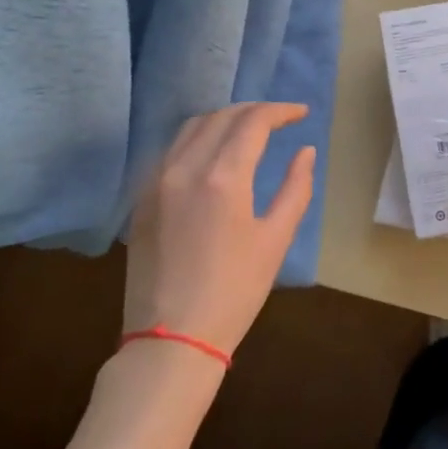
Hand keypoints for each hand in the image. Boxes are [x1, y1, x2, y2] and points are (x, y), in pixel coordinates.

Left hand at [123, 103, 314, 354]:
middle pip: (220, 117)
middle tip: (279, 118)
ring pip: (190, 128)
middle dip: (253, 110)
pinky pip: (171, 150)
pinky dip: (198, 139)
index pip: (252, 122)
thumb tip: (305, 151)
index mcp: (223, 177)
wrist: (171, 338)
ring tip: (248, 129)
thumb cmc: (235, 292)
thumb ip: (295, 188)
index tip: (301, 113)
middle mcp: (184, 168)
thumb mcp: (276, 240)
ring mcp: (156, 181)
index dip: (280, 111)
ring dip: (223, 119)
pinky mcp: (141, 198)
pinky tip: (213, 153)